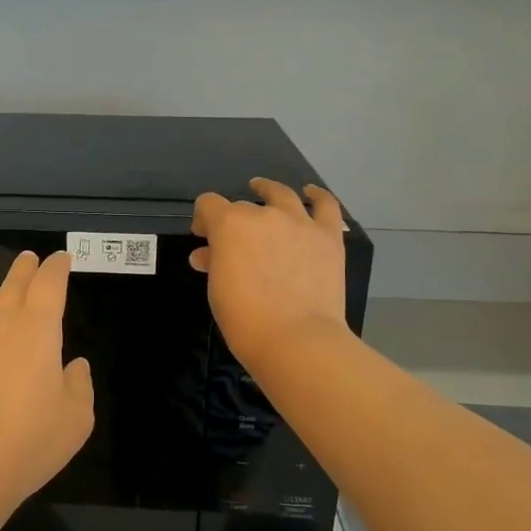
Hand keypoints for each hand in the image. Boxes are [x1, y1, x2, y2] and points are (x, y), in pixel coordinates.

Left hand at [0, 249, 94, 525]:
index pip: (50, 284)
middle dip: (25, 267)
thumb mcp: (76, 419)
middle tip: (30, 257)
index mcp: (37, 330)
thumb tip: (72, 364)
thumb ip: (79, 384)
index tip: (62, 259)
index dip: (57, 267)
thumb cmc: (28, 444)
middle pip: (13, 282)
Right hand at [190, 179, 350, 374]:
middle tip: (232, 242)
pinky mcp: (327, 236)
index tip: (203, 239)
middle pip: (242, 206)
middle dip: (232, 220)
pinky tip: (311, 194)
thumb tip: (207, 255)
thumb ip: (213, 264)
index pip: (208, 205)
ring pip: (281, 195)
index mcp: (230, 225)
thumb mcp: (217, 290)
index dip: (203, 219)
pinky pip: (325, 206)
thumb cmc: (246, 320)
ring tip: (263, 190)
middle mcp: (264, 215)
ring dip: (268, 191)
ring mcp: (299, 223)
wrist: (297, 339)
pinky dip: (317, 196)